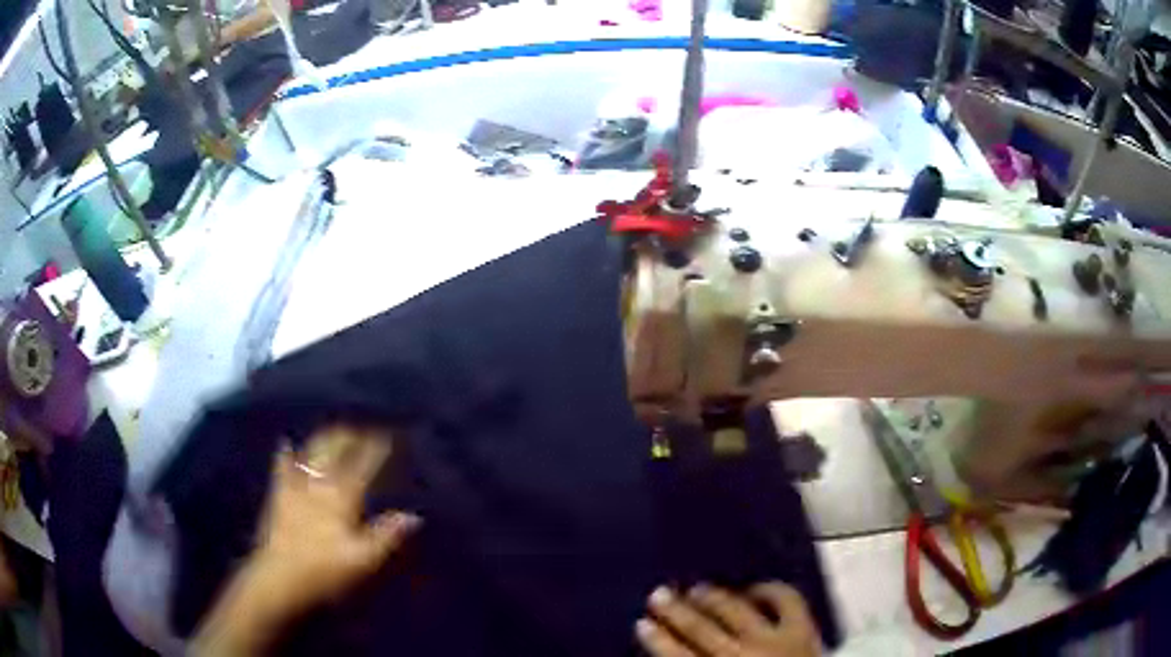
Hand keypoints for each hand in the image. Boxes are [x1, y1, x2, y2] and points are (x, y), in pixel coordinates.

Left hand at [192, 426, 419, 655]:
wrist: (279, 577)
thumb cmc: (325, 570)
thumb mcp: (363, 559)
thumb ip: (387, 535)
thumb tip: (413, 515)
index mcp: (341, 497)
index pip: (363, 464)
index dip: (376, 448)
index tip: (389, 435)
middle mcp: (318, 483)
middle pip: (334, 449)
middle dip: (349, 435)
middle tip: (363, 428)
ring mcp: (295, 487)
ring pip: (310, 452)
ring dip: (324, 439)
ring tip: (334, 430)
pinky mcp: (278, 495)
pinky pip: (282, 468)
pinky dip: (285, 455)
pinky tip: (285, 444)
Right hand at [637, 583, 820, 656]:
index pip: (677, 656)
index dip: (657, 639)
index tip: (641, 623)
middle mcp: (742, 655)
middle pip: (701, 629)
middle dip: (677, 611)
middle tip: (660, 594)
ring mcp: (775, 639)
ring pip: (736, 610)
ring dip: (715, 597)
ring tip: (699, 588)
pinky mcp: (804, 629)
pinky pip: (786, 599)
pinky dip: (769, 590)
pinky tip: (754, 588)